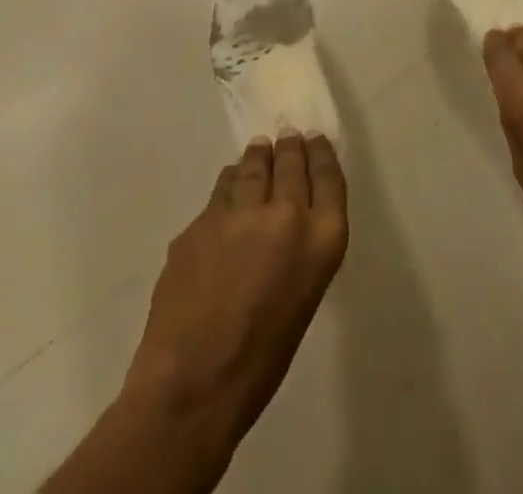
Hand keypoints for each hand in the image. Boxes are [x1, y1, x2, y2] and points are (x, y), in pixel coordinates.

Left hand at [123, 135, 348, 455]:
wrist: (193, 384)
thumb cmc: (262, 359)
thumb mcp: (303, 295)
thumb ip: (302, 249)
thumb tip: (289, 221)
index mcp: (321, 239)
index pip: (329, 177)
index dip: (321, 154)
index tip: (315, 140)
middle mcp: (286, 214)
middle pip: (291, 163)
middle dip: (290, 148)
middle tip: (287, 137)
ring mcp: (241, 213)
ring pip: (253, 168)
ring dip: (258, 157)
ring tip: (258, 150)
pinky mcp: (202, 220)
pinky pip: (221, 192)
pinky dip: (229, 185)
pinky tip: (228, 186)